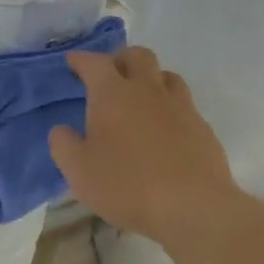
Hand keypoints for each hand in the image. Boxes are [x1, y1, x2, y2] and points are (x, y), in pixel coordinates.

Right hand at [49, 46, 240, 246]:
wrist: (193, 207)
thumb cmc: (127, 186)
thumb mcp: (78, 171)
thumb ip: (64, 145)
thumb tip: (62, 130)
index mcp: (113, 95)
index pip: (94, 63)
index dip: (81, 59)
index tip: (72, 61)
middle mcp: (148, 91)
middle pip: (138, 56)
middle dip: (120, 59)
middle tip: (110, 75)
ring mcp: (180, 106)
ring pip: (166, 75)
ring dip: (150, 78)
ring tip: (139, 98)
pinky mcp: (202, 127)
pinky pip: (183, 104)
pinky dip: (169, 106)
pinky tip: (164, 128)